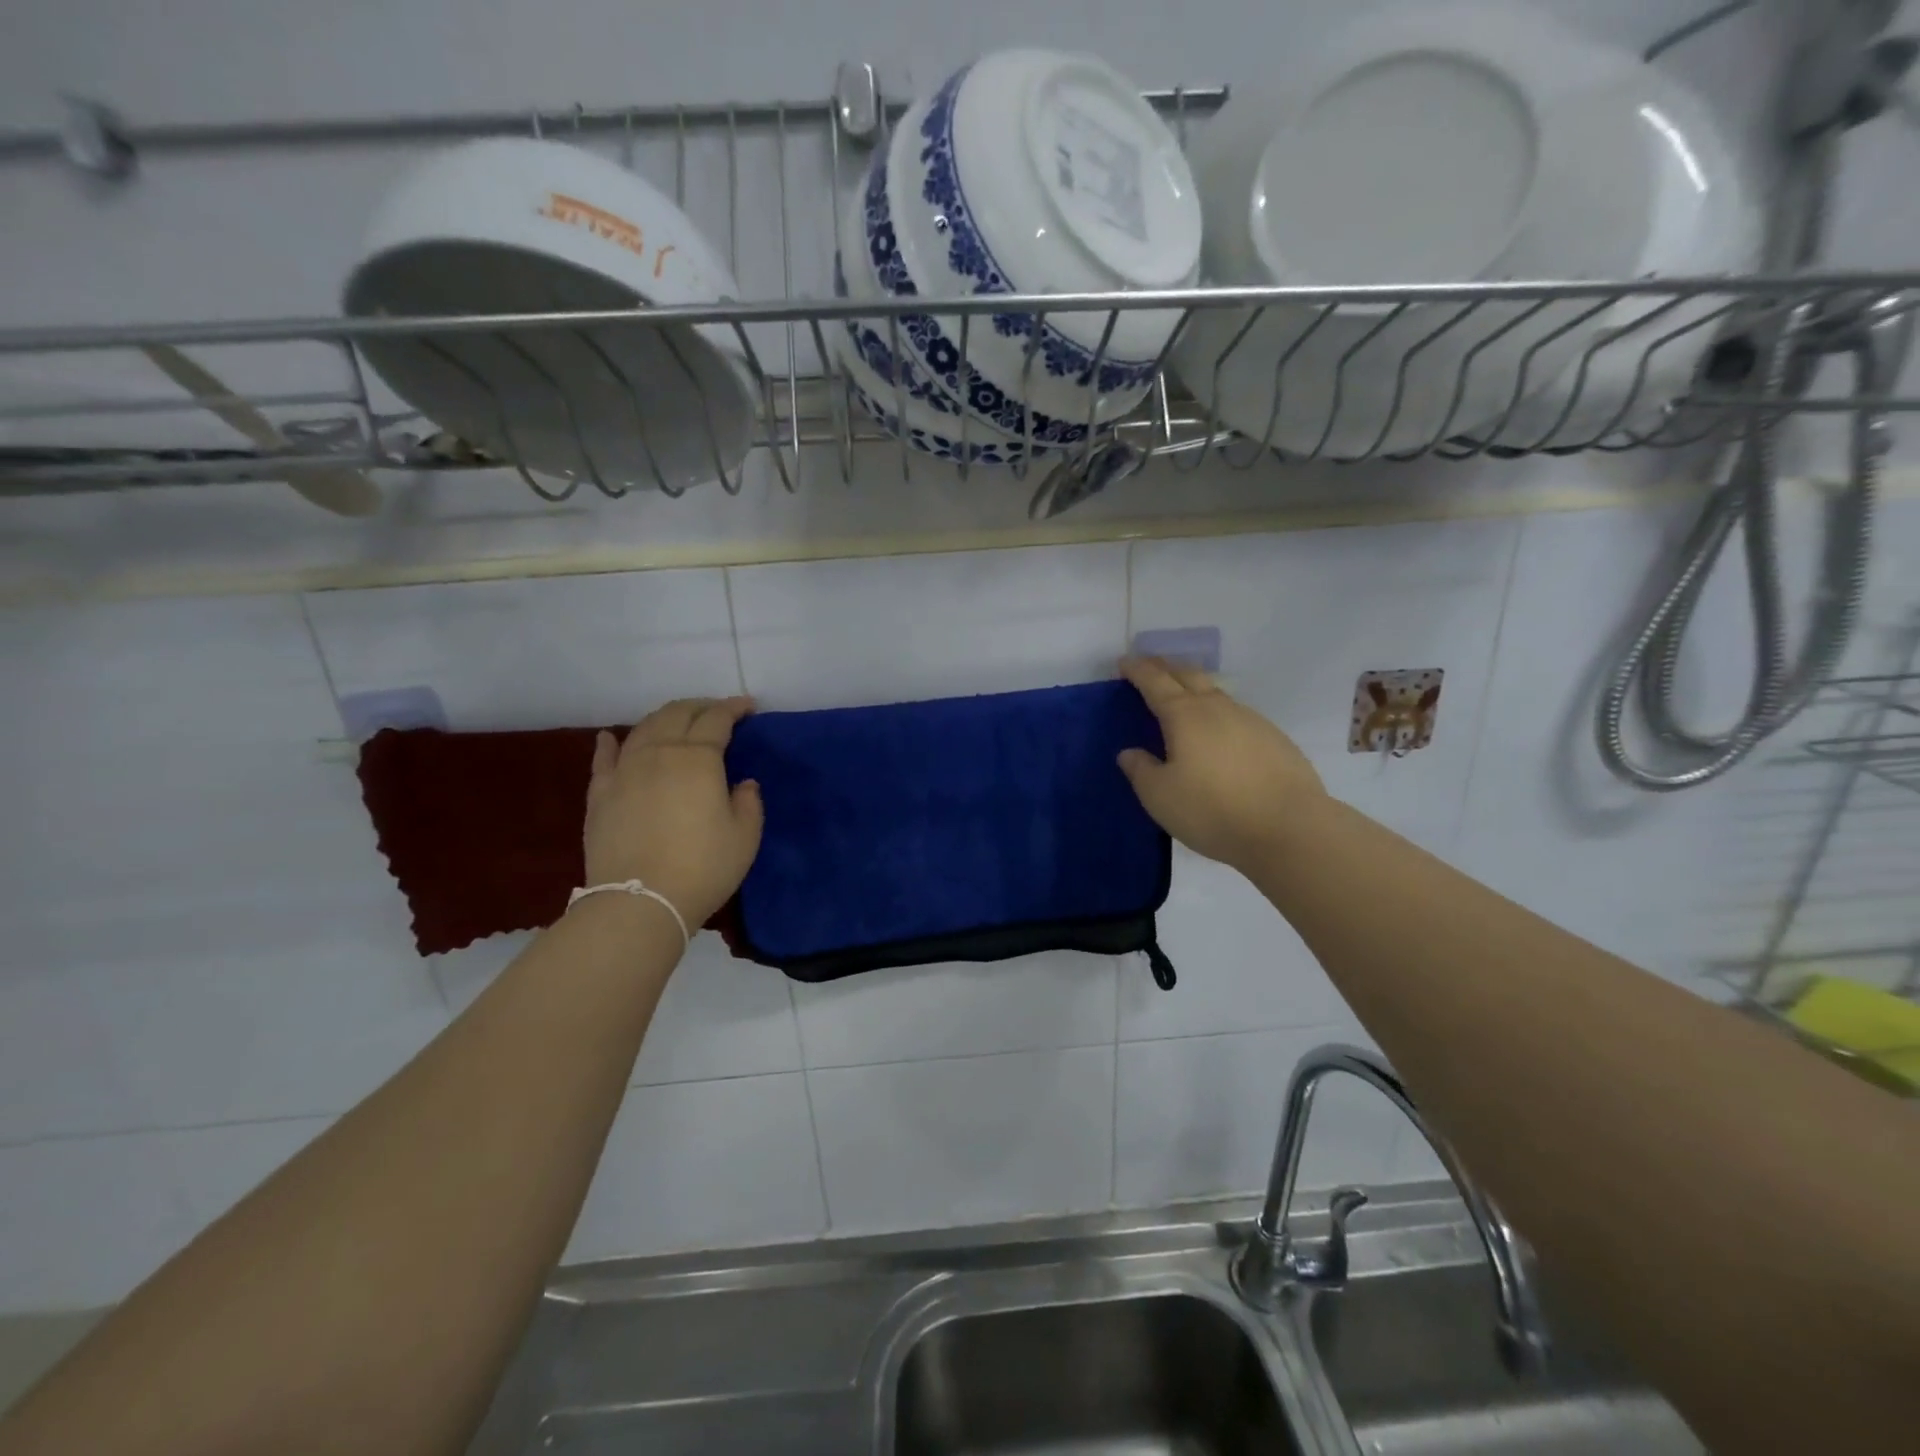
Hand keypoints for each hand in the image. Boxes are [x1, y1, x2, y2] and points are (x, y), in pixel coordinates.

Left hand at [584, 697, 763, 927]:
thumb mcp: (745, 836)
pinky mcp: (600, 794)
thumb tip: (742, 783)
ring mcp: (624, 771)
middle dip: (700, 706)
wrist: (640, 901)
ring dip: (664, 718)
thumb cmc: (703, 867)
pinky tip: (611, 737)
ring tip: (677, 722)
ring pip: (643, 729)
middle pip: (677, 714)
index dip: (734, 708)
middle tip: (716, 712)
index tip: (748, 706)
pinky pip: (603, 759)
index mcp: (698, 758)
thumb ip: (748, 802)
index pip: (717, 720)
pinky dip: (610, 743)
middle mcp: (659, 753)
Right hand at [1117, 656, 1324, 872]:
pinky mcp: (1275, 739)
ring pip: (1216, 692)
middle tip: (1150, 667)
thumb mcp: (1160, 796)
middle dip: (1166, 666)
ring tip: (1183, 699)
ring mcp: (1251, 720)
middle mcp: (1217, 708)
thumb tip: (1129, 752)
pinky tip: (1219, 734)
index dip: (1137, 669)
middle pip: (1188, 674)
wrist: (1290, 828)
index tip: (1123, 662)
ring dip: (1195, 688)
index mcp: (1184, 715)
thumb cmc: (1213, 809)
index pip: (1155, 681)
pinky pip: (1237, 715)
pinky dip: (1219, 713)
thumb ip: (1140, 770)